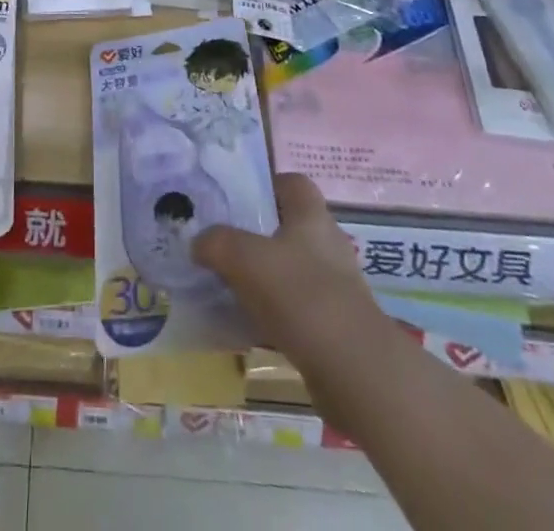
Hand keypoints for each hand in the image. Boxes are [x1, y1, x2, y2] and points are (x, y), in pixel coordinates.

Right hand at [192, 173, 383, 368]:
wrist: (354, 370)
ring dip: (266, 278)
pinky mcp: (336, 326)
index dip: (268, 185)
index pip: (293, 183)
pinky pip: (297, 309)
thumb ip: (216, 243)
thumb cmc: (300, 294)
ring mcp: (335, 288)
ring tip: (230, 285)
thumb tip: (199, 243)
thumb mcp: (244, 258)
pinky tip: (248, 325)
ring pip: (292, 270)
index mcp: (312, 217)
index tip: (239, 198)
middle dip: (259, 235)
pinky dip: (274, 314)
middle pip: (291, 228)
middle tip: (225, 243)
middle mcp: (328, 245)